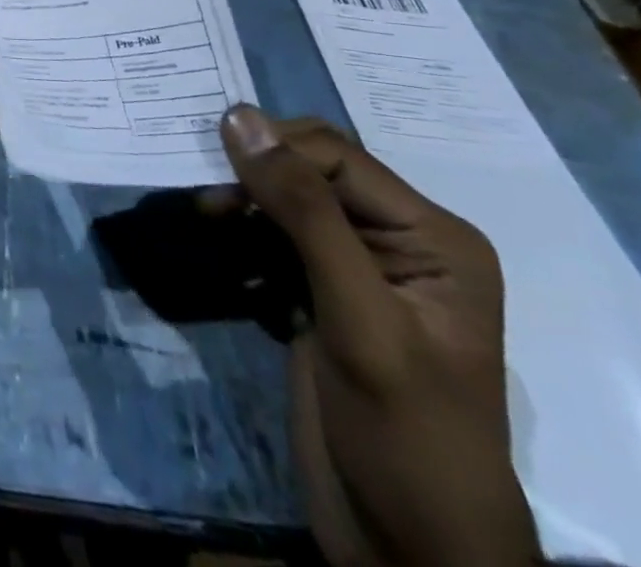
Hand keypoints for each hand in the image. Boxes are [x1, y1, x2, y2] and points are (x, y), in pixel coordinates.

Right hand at [216, 106, 539, 566]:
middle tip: (207, 199)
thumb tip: (239, 117)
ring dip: (246, 201)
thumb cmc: (404, 433)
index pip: (339, 158)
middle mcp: (400, 241)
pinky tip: (226, 252)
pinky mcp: (325, 296)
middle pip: (314, 171)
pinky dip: (246, 235)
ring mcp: (361, 269)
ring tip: (208, 217)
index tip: (209, 165)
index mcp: (433, 237)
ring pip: (290, 200)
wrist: (410, 554)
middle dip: (258, 173)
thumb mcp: (358, 318)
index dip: (275, 151)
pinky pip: (277, 237)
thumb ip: (304, 212)